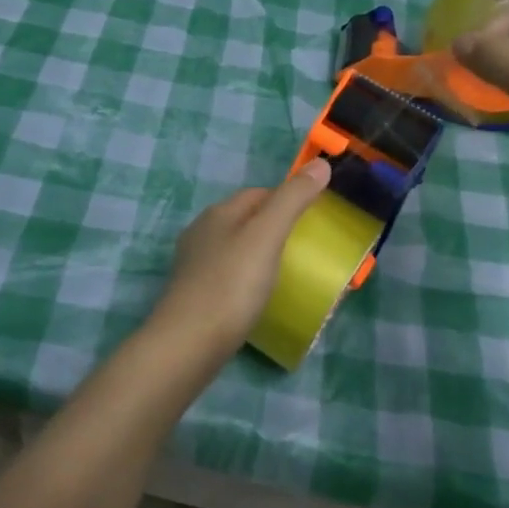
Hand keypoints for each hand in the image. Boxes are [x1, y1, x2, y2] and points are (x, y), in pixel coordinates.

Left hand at [150, 158, 332, 361]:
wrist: (188, 342)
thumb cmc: (232, 284)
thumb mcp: (267, 236)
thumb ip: (293, 200)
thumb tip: (320, 164)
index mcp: (219, 213)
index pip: (258, 193)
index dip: (287, 198)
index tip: (313, 217)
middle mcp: (201, 232)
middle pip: (244, 219)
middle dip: (273, 226)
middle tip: (305, 247)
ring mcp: (194, 265)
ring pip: (234, 247)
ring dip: (259, 253)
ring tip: (286, 272)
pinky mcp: (194, 294)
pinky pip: (227, 275)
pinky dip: (246, 278)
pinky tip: (258, 296)